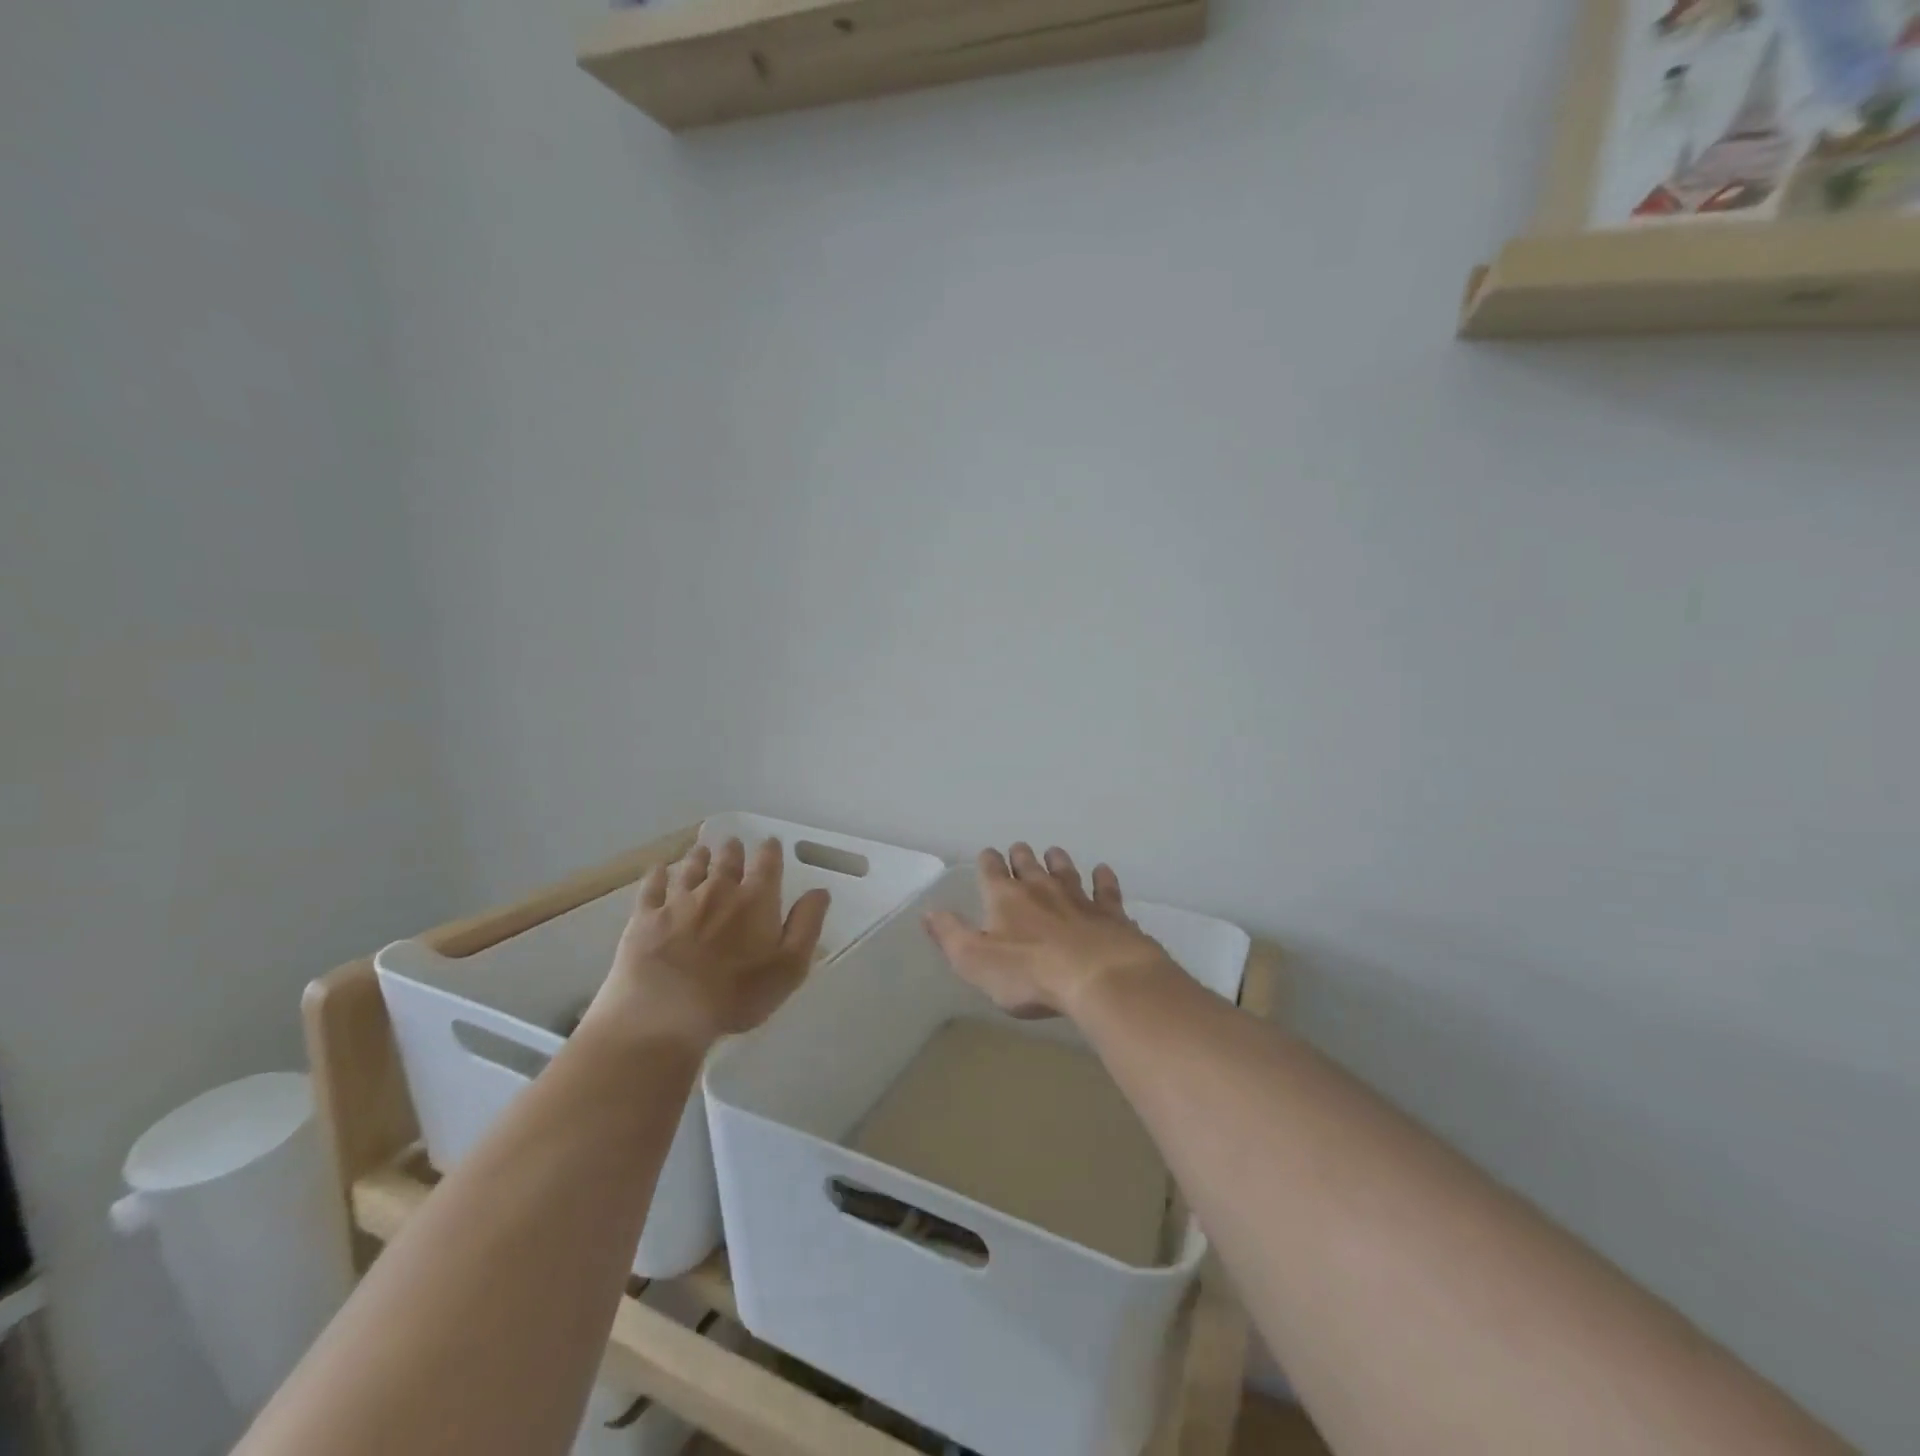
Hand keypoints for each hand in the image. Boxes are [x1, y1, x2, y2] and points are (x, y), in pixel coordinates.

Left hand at [587, 837, 830, 1049]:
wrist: (665, 1012)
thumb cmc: (736, 994)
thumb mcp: (789, 967)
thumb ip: (806, 925)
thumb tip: (820, 891)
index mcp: (755, 900)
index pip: (767, 864)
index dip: (770, 851)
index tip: (770, 842)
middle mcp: (718, 890)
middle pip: (727, 861)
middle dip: (733, 850)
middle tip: (733, 843)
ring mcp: (678, 901)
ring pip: (691, 868)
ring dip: (699, 857)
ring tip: (702, 849)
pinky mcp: (645, 917)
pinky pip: (652, 887)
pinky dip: (658, 874)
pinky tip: (659, 868)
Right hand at [923, 844, 1173, 1019]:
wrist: (1097, 975)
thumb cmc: (1028, 973)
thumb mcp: (974, 960)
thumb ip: (950, 934)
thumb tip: (928, 911)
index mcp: (1005, 897)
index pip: (991, 870)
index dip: (987, 862)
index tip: (987, 856)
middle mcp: (1040, 888)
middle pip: (1028, 863)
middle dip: (1021, 855)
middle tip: (1019, 850)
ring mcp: (1078, 897)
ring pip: (1065, 869)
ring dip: (1057, 860)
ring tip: (1054, 852)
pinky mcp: (1109, 912)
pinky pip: (1105, 889)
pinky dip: (1103, 879)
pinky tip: (1103, 871)